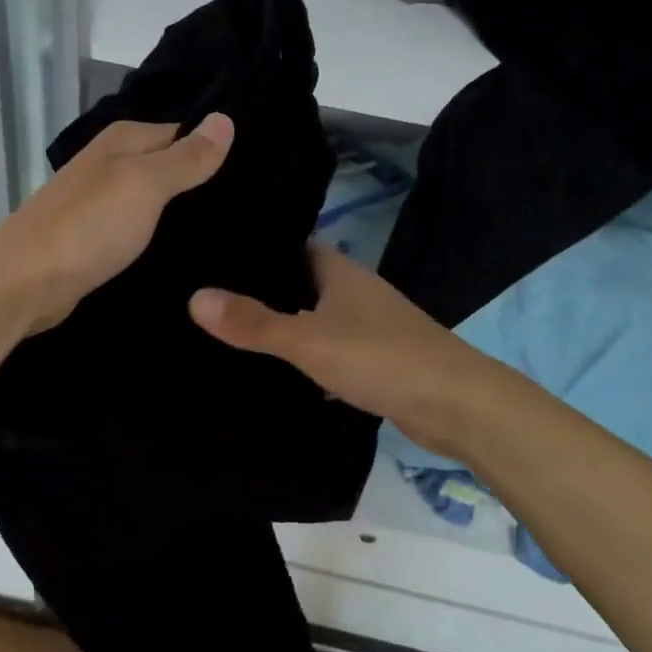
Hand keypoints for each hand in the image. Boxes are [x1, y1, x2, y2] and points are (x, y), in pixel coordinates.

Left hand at [0, 114, 234, 334]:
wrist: (24, 284)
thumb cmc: (88, 227)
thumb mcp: (144, 185)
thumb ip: (185, 157)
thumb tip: (225, 119)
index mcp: (123, 140)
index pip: (184, 132)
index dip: (216, 149)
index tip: (257, 173)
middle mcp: (111, 163)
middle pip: (169, 166)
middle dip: (203, 183)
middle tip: (255, 207)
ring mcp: (101, 202)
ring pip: (155, 199)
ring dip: (183, 213)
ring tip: (233, 231)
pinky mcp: (96, 237)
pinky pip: (140, 228)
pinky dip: (161, 236)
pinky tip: (187, 252)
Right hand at [188, 243, 495, 457]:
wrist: (457, 406)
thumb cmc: (382, 358)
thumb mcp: (309, 340)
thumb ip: (254, 323)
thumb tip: (194, 298)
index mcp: (338, 271)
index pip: (288, 245)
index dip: (252, 249)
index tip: (209, 256)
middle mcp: (353, 291)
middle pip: (298, 283)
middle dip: (261, 292)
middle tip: (207, 298)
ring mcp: (366, 326)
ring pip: (313, 318)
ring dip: (282, 326)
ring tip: (229, 334)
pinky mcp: (375, 360)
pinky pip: (327, 350)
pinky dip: (304, 359)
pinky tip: (274, 374)